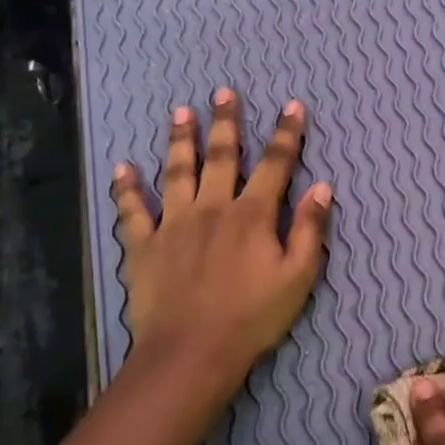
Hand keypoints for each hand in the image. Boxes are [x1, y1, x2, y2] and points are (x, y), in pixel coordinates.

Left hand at [110, 89, 331, 390]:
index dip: (286, 134)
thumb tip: (322, 187)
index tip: (291, 106)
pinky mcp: (144, 245)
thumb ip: (310, 230)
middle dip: (226, 123)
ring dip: (180, 140)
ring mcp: (174, 224)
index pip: (274, 165)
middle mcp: (212, 208)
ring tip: (180, 112)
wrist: (192, 352)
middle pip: (221, 157)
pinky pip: (132, 211)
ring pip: (177, 172)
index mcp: (252, 216)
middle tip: (224, 93)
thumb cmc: (253, 317)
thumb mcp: (298, 277)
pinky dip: (127, 189)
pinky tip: (122, 168)